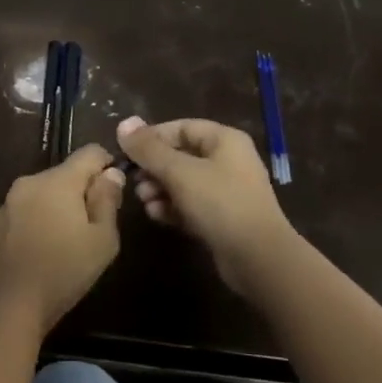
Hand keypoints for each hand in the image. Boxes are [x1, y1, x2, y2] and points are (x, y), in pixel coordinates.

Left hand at [0, 145, 124, 336]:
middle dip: (79, 192)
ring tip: (61, 244)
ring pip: (40, 195)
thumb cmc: (63, 272)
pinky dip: (31, 224)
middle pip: (64, 175)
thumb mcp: (103, 241)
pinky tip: (34, 254)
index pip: (90, 152)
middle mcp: (29, 182)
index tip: (112, 191)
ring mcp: (5, 203)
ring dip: (54, 208)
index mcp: (59, 180)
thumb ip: (108, 200)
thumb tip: (110, 174)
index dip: (107, 165)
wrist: (6, 307)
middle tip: (89, 228)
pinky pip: (19, 214)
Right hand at [116, 116, 296, 296]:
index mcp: (224, 140)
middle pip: (181, 155)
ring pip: (184, 182)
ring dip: (160, 189)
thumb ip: (149, 149)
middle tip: (135, 181)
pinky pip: (191, 205)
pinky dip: (173, 208)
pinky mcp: (222, 218)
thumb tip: (124, 123)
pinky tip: (156, 216)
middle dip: (154, 168)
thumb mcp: (179, 172)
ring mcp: (226, 191)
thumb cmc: (220, 203)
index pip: (181, 127)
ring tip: (144, 201)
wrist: (258, 259)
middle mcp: (228, 160)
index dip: (153, 137)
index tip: (128, 152)